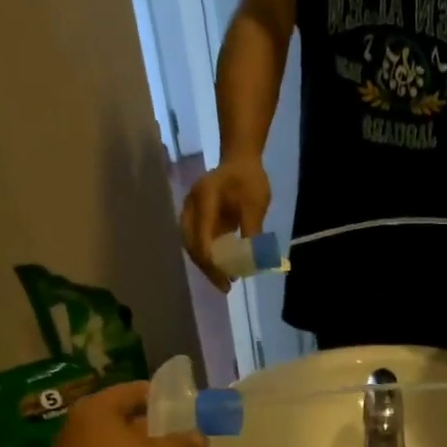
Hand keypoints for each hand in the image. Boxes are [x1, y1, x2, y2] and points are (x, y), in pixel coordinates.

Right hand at [180, 158, 272, 290]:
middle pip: (191, 243)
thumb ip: (252, 229)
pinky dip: (207, 256)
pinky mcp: (197, 217)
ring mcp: (191, 212)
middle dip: (207, 267)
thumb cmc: (249, 180)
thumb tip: (253, 260)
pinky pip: (197, 240)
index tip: (225, 279)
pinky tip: (222, 269)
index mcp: (204, 199)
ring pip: (191, 244)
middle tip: (225, 286)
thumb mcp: (255, 204)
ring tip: (224, 282)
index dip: (211, 260)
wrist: (240, 160)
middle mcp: (191, 206)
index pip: (202, 236)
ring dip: (205, 264)